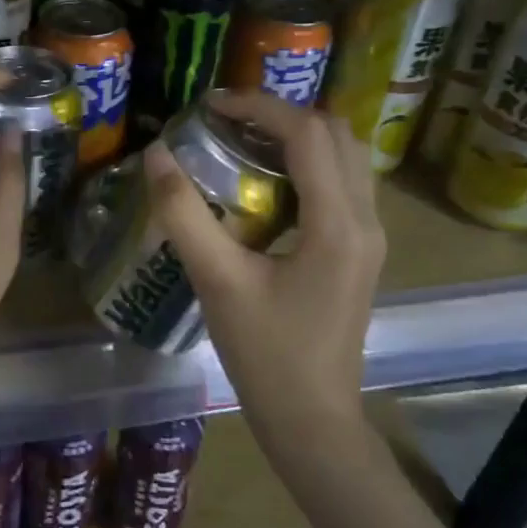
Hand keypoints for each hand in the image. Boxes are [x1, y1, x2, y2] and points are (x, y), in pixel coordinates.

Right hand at [143, 90, 384, 434]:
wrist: (314, 422)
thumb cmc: (266, 355)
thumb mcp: (217, 282)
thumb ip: (184, 214)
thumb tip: (157, 154)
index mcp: (337, 224)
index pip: (307, 134)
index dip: (260, 106)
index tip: (212, 105)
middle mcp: (365, 220)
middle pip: (336, 134)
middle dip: (282, 114)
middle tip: (228, 120)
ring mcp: (369, 237)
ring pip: (345, 156)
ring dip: (298, 136)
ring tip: (244, 140)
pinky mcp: (360, 251)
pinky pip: (343, 183)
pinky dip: (308, 163)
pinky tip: (266, 181)